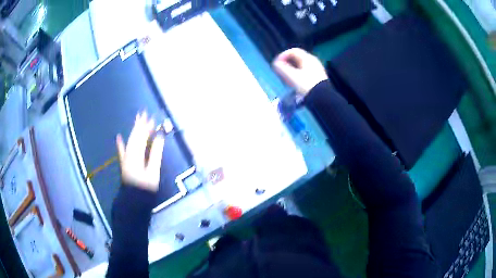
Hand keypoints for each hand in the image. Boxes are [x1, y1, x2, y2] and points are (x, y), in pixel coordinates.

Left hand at [116, 111, 164, 191]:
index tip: (153, 118)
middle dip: (140, 124)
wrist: (133, 198)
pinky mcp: (125, 163)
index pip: (142, 136)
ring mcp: (126, 157)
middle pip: (135, 136)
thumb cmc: (145, 186)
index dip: (147, 127)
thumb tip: (160, 136)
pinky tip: (118, 137)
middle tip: (143, 113)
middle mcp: (130, 152)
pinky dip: (121, 143)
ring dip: (134, 130)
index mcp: (137, 153)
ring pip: (130, 140)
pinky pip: (122, 150)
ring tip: (137, 120)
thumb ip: (156, 152)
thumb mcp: (153, 170)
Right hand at [272, 48, 327, 94]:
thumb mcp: (292, 76)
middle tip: (280, 71)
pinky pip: (305, 72)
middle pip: (297, 58)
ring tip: (286, 78)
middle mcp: (313, 61)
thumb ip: (282, 68)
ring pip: (301, 66)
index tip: (277, 64)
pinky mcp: (318, 78)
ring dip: (292, 70)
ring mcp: (317, 69)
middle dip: (287, 63)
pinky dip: (298, 75)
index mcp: (307, 58)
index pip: (293, 51)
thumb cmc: (306, 85)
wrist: (322, 98)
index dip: (283, 56)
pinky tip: (295, 83)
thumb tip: (276, 64)